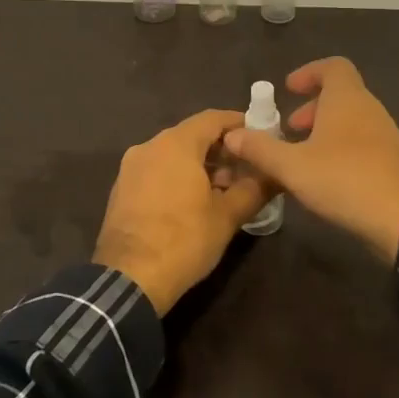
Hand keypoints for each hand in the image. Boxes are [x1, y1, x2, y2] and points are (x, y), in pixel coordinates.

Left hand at [93, 109, 268, 314]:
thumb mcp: (228, 216)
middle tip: (247, 171)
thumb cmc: (184, 240)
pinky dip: (177, 177)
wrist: (129, 279)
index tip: (260, 138)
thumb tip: (276, 174)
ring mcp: (131, 167)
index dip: (239, 125)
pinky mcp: (121, 189)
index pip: (213, 118)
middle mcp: (150, 146)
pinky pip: (156, 171)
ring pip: (173, 154)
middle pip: (192, 136)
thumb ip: (255, 188)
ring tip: (224, 191)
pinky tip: (194, 203)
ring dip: (200, 166)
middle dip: (222, 150)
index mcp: (176, 144)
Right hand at [221, 57, 398, 263]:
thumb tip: (231, 134)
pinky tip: (324, 176)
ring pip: (351, 120)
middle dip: (311, 107)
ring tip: (301, 156)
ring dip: (325, 130)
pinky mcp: (392, 160)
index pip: (333, 66)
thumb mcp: (292, 166)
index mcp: (346, 99)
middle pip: (340, 94)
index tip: (288, 90)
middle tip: (289, 129)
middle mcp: (369, 109)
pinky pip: (362, 141)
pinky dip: (340, 147)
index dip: (309, 72)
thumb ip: (260, 149)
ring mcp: (385, 134)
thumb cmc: (344, 179)